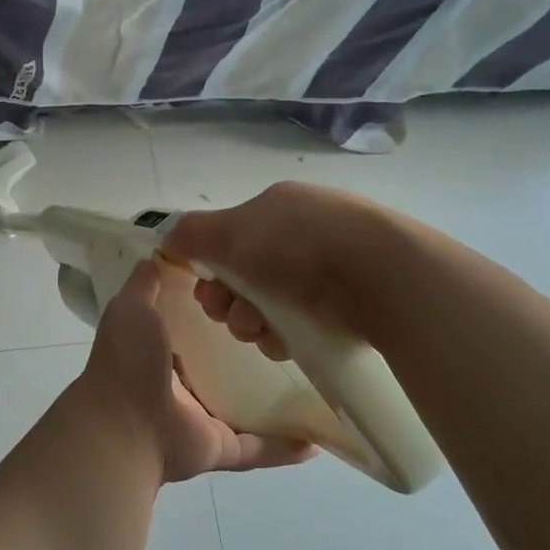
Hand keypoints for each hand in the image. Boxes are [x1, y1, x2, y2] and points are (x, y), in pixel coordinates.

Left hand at [76, 259, 316, 483]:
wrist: (124, 425)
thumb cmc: (128, 360)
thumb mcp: (131, 307)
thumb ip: (145, 284)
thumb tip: (158, 255)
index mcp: (160, 351)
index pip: (196, 328)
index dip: (220, 309)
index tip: (254, 289)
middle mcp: (181, 386)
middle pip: (224, 366)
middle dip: (252, 349)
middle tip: (291, 329)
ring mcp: (201, 419)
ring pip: (245, 406)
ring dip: (275, 397)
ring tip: (313, 378)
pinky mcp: (220, 447)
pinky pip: (258, 448)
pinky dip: (284, 447)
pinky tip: (315, 439)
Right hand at [163, 182, 385, 354]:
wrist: (380, 276)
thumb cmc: (297, 244)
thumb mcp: (233, 231)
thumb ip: (194, 234)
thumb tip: (169, 238)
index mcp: (277, 208)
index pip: (232, 238)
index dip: (211, 266)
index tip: (206, 289)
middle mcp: (302, 235)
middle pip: (246, 275)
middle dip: (228, 300)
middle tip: (228, 314)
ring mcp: (329, 271)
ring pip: (270, 305)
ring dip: (251, 321)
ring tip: (260, 330)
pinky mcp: (349, 306)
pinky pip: (299, 325)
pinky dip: (283, 335)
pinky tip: (284, 342)